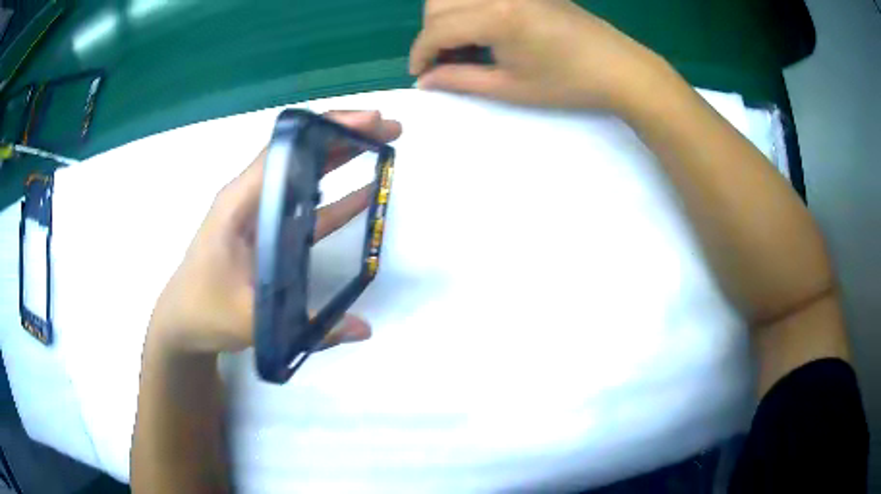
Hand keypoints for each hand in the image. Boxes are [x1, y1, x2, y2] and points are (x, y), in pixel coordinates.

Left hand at [149, 111, 402, 353]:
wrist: (182, 322)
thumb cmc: (206, 312)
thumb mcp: (254, 320)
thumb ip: (310, 327)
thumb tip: (365, 330)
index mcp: (240, 203)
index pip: (285, 149)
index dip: (328, 129)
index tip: (370, 121)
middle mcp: (250, 197)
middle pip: (299, 151)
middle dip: (345, 135)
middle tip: (391, 130)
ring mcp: (260, 211)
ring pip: (304, 172)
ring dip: (342, 157)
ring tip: (383, 148)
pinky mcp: (268, 228)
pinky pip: (303, 203)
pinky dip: (333, 194)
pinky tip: (363, 192)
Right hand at [409, 0, 662, 110]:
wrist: (618, 67)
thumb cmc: (567, 83)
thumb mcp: (510, 87)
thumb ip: (460, 80)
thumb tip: (425, 80)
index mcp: (496, 16)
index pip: (437, 28)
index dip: (420, 53)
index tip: (419, 74)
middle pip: (438, 3)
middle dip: (431, 33)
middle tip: (444, 61)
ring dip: (446, 16)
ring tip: (463, 45)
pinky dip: (468, 7)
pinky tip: (483, 29)